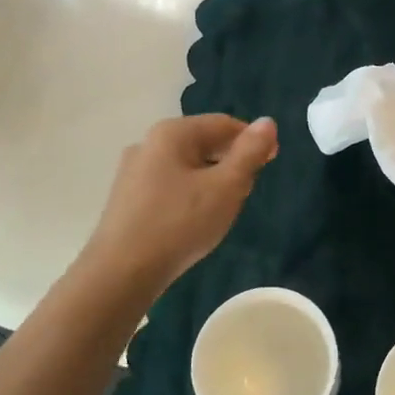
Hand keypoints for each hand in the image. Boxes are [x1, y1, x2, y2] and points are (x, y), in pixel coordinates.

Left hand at [81, 114, 278, 291]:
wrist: (121, 272)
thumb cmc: (180, 223)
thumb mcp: (226, 187)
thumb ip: (249, 153)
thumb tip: (267, 122)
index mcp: (172, 133)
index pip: (223, 124)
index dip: (253, 139)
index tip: (272, 162)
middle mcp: (148, 143)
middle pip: (203, 142)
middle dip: (231, 161)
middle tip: (247, 191)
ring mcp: (133, 171)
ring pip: (186, 166)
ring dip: (211, 180)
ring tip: (224, 209)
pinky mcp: (126, 198)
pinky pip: (169, 185)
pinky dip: (190, 194)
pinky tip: (194, 220)